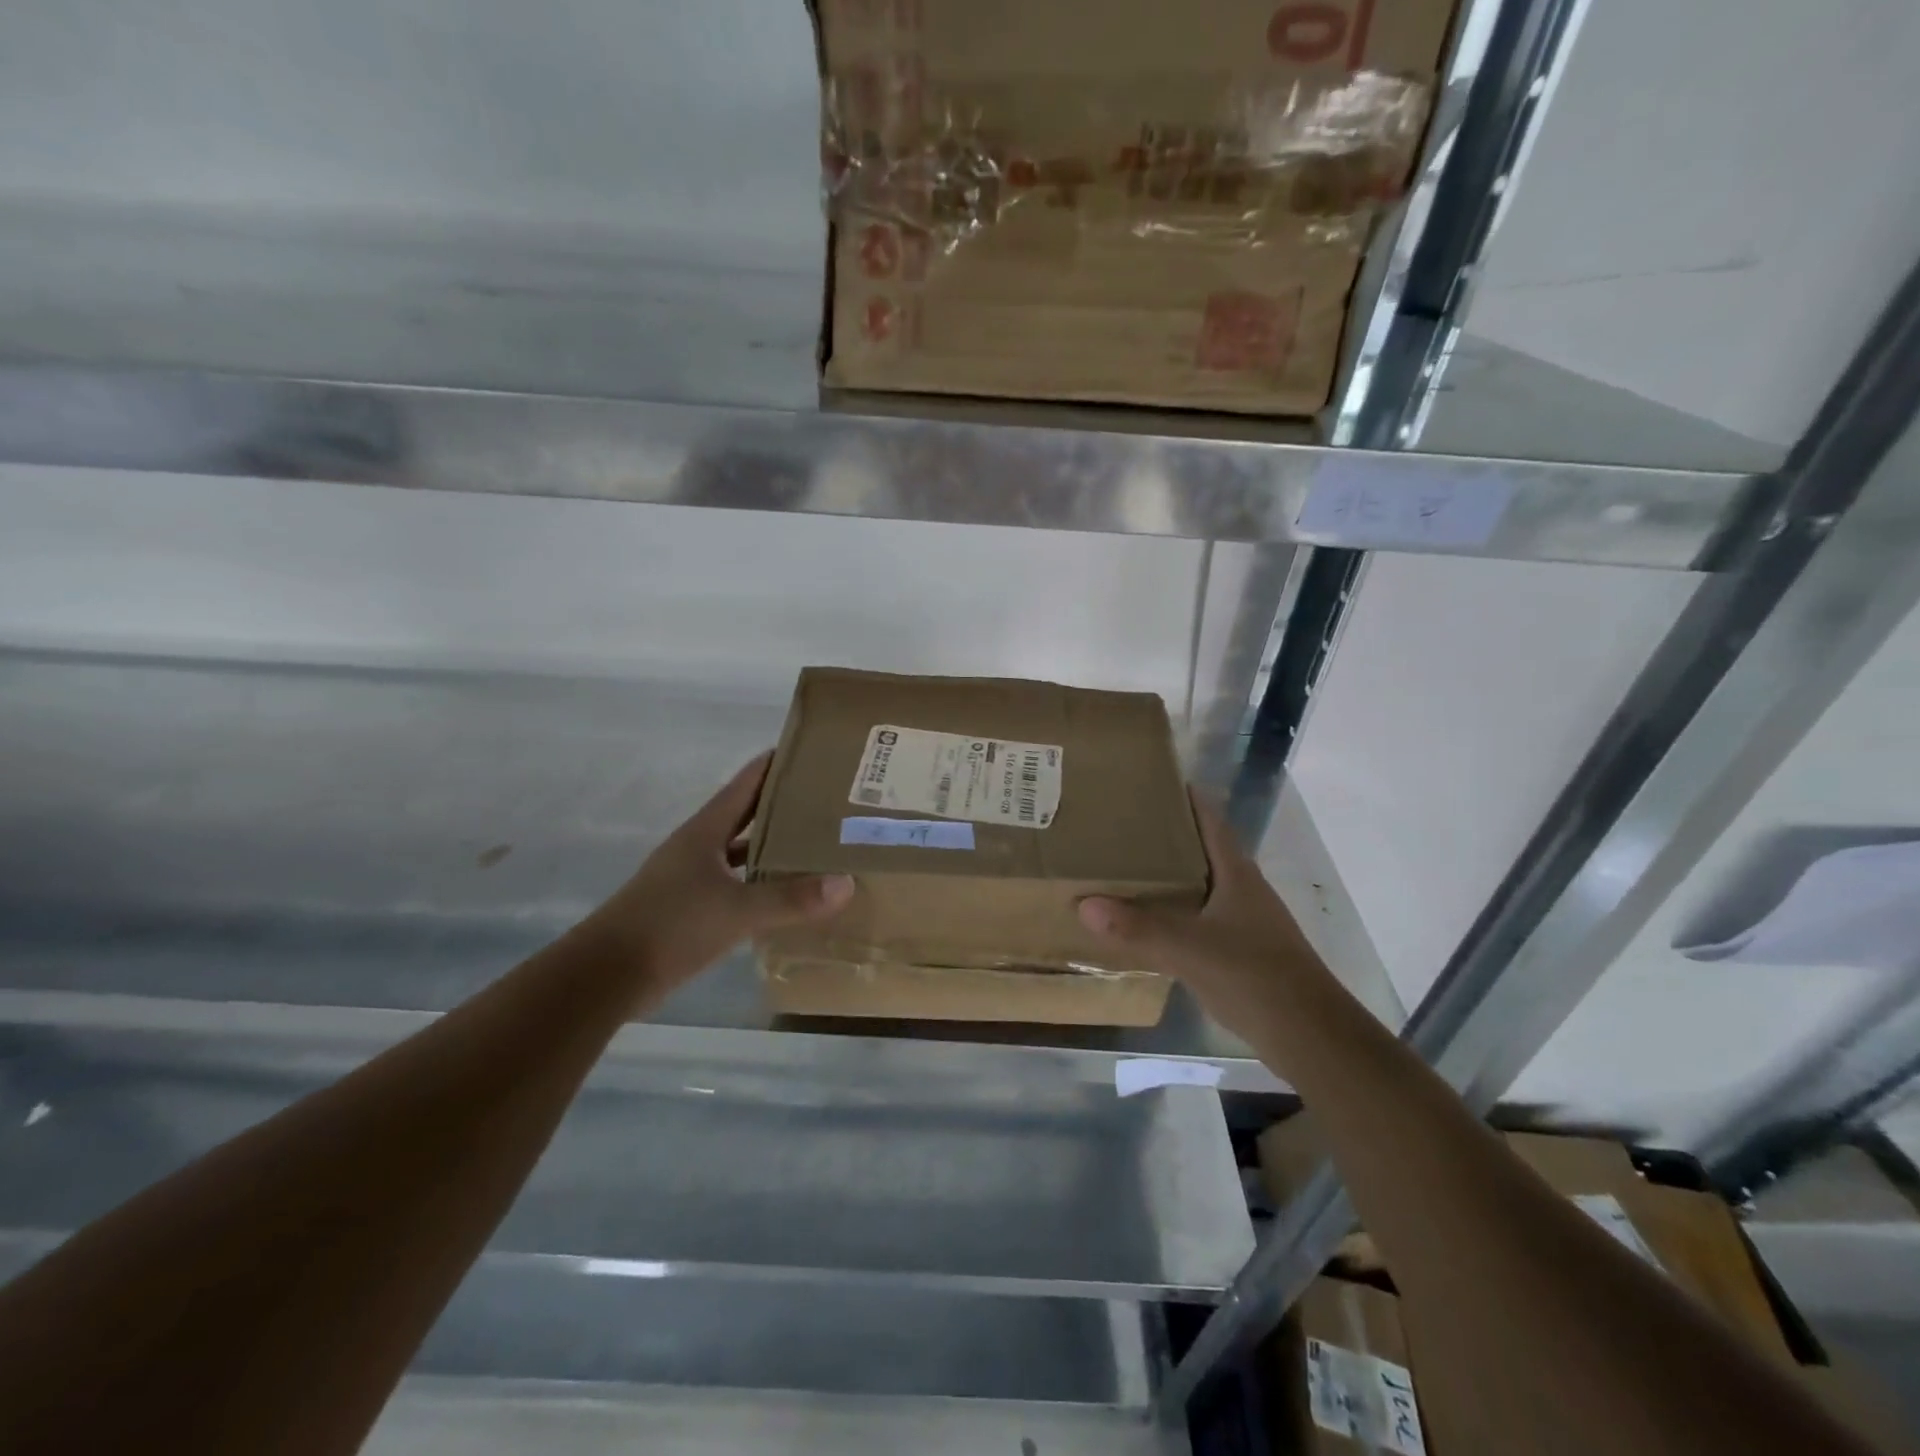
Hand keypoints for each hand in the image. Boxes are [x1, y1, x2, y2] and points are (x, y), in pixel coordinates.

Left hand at [590, 752, 854, 987]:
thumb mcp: (737, 911)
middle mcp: (697, 847)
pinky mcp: (689, 908)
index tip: (812, 753)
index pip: (745, 784)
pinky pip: (734, 883)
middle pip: (745, 814)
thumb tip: (845, 883)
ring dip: (772, 844)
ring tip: (816, 841)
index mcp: (705, 831)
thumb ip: (791, 898)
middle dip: (783, 804)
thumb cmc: (670, 927)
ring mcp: (691, 878)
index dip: (775, 764)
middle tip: (828, 799)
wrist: (606, 976)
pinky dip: (759, 881)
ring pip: (740, 850)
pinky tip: (784, 891)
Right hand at [1077, 792, 1336, 1039]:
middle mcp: (1243, 890)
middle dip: (1168, 837)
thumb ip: (1138, 928)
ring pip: (1202, 887)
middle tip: (1123, 827)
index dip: (1187, 798)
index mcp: (1237, 874)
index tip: (1154, 782)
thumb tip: (1085, 905)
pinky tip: (1150, 923)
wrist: (1310, 1034)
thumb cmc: (1255, 975)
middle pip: (1204, 851)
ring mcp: (1246, 923)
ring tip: (1128, 869)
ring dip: (1171, 877)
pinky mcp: (1243, 952)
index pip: (1211, 821)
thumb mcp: (1190, 949)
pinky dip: (1176, 914)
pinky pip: (1201, 920)